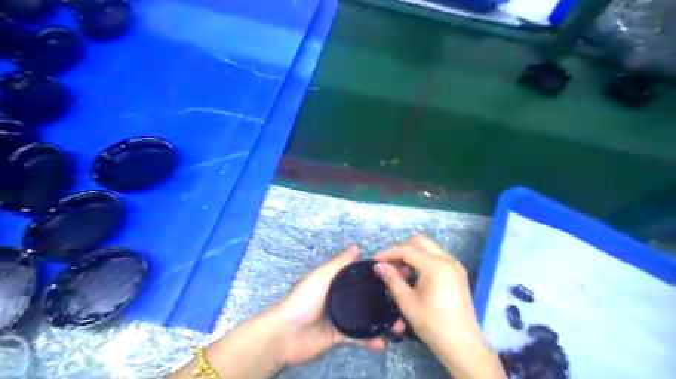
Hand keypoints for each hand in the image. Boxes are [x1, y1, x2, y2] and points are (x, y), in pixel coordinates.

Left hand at [272, 245, 402, 366]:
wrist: (285, 335)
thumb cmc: (303, 300)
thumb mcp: (321, 277)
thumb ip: (338, 264)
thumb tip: (356, 246)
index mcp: (336, 282)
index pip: (361, 277)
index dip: (378, 276)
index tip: (399, 275)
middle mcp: (341, 298)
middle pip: (367, 298)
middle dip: (385, 301)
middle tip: (405, 302)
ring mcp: (341, 318)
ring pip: (366, 319)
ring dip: (382, 322)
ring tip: (400, 325)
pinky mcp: (339, 337)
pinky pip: (358, 337)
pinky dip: (370, 340)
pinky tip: (383, 342)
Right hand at [372, 235, 504, 377]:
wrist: (462, 346)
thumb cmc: (432, 324)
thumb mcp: (407, 301)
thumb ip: (392, 279)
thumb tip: (378, 266)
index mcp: (436, 266)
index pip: (407, 250)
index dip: (389, 253)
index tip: (375, 261)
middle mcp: (448, 260)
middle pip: (420, 242)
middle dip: (402, 249)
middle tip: (390, 265)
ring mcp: (455, 266)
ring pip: (429, 248)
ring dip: (412, 255)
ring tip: (401, 274)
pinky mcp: (458, 273)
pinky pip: (437, 257)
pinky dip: (423, 261)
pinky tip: (415, 277)